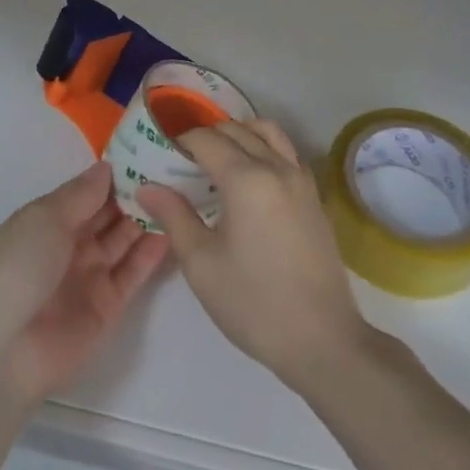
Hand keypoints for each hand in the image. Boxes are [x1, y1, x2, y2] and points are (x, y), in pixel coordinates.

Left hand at [0, 161, 168, 406]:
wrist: (4, 351)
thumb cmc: (19, 268)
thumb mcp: (45, 219)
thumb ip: (81, 194)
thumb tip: (107, 167)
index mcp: (49, 219)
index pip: (88, 191)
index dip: (115, 174)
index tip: (148, 153)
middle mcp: (71, 244)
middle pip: (109, 214)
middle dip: (136, 194)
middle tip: (173, 170)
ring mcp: (90, 275)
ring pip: (125, 240)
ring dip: (147, 219)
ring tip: (180, 194)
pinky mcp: (108, 305)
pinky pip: (134, 272)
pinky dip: (152, 252)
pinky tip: (173, 229)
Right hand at [137, 119, 370, 392]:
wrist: (322, 339)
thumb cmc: (253, 303)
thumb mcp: (201, 263)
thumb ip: (174, 216)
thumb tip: (147, 187)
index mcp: (247, 178)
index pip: (206, 139)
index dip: (180, 141)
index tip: (161, 154)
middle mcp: (277, 166)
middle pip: (237, 130)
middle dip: (206, 136)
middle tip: (182, 160)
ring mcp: (301, 179)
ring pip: (267, 132)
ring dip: (239, 135)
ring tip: (217, 161)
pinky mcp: (314, 196)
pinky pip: (286, 151)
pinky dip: (263, 148)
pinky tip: (249, 179)